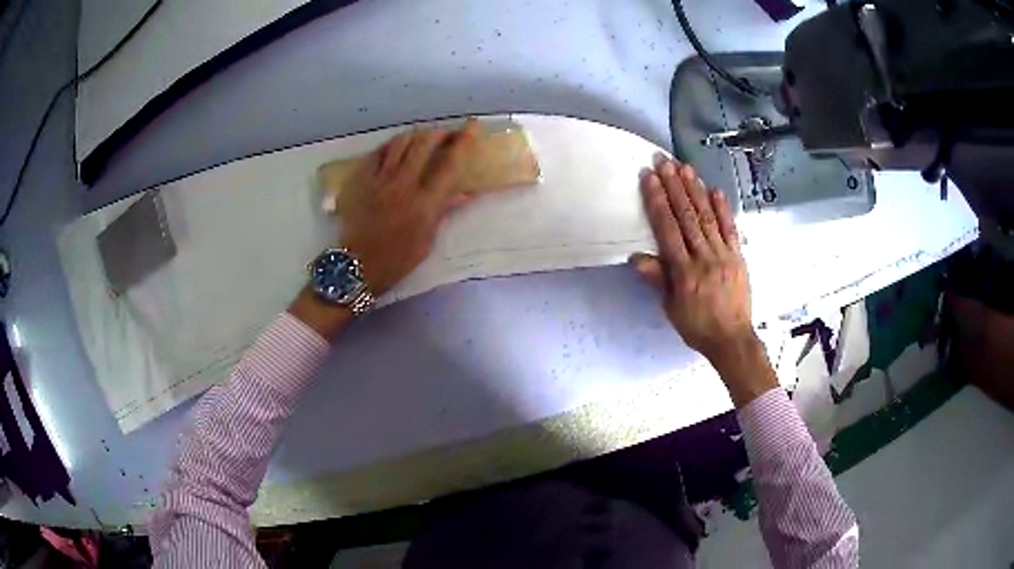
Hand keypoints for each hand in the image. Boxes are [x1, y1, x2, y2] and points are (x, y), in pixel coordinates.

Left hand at [290, 120, 479, 340]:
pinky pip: (377, 152)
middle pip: (424, 144)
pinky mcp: (360, 179)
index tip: (473, 126)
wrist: (357, 267)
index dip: (464, 141)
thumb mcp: (427, 239)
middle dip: (439, 133)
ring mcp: (379, 180)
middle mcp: (403, 185)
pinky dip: (391, 145)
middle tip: (447, 134)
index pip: (449, 164)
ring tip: (422, 137)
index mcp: (424, 203)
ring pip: (400, 142)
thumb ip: (444, 210)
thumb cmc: (397, 259)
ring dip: (415, 135)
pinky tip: (395, 148)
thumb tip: (465, 192)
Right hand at [632, 159, 775, 406]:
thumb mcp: (671, 308)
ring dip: (696, 190)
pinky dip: (723, 209)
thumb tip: (637, 257)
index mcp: (683, 271)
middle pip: (687, 216)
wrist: (732, 339)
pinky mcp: (738, 256)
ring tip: (685, 168)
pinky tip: (715, 190)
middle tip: (664, 162)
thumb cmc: (697, 326)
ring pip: (707, 217)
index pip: (667, 229)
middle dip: (674, 186)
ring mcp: (723, 254)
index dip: (657, 201)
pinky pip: (730, 229)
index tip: (649, 178)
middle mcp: (703, 257)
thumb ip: (657, 280)